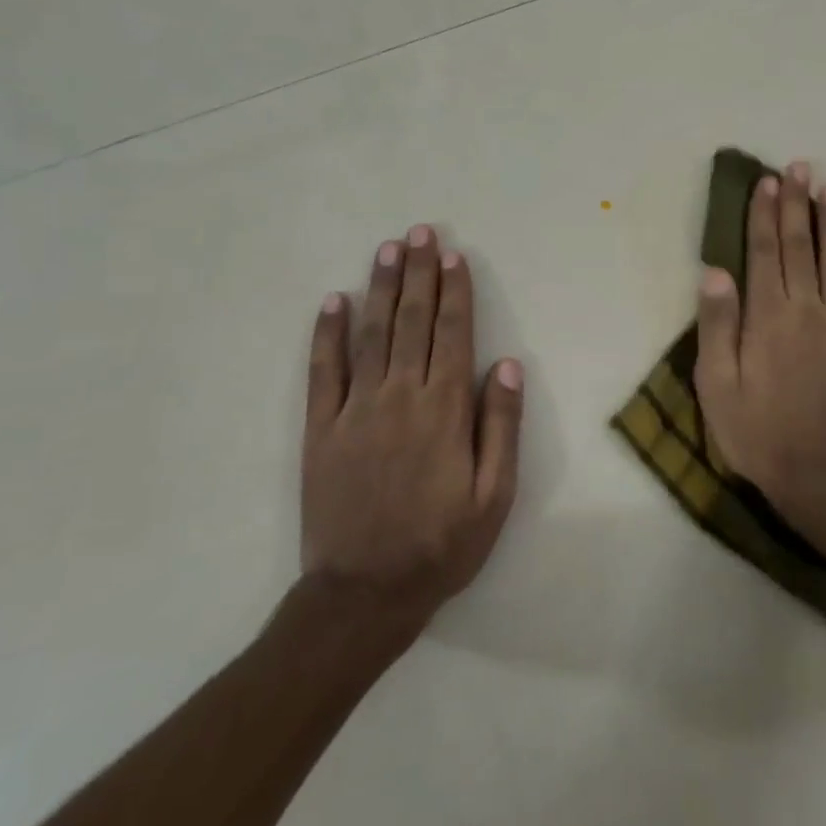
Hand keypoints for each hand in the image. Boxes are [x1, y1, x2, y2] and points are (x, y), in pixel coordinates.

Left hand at [300, 225, 521, 627]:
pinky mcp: (320, 429)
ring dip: (380, 288)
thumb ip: (501, 427)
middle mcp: (400, 397)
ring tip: (387, 250)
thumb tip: (505, 365)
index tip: (454, 256)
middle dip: (419, 274)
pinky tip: (333, 301)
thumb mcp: (494, 496)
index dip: (455, 292)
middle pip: (412, 322)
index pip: (452, 335)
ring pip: (370, 335)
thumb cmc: (442, 545)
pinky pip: (323, 371)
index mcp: (445, 411)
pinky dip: (327, 334)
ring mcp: (355, 410)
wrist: (365, 593)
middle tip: (420, 232)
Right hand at [694, 161, 825, 527]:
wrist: (819, 477)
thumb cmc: (756, 433)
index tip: (767, 182)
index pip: (763, 252)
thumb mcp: (716, 384)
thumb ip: (717, 325)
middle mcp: (807, 310)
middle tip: (800, 168)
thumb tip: (715, 271)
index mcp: (767, 316)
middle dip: (797, 206)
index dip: (764, 214)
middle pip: (800, 248)